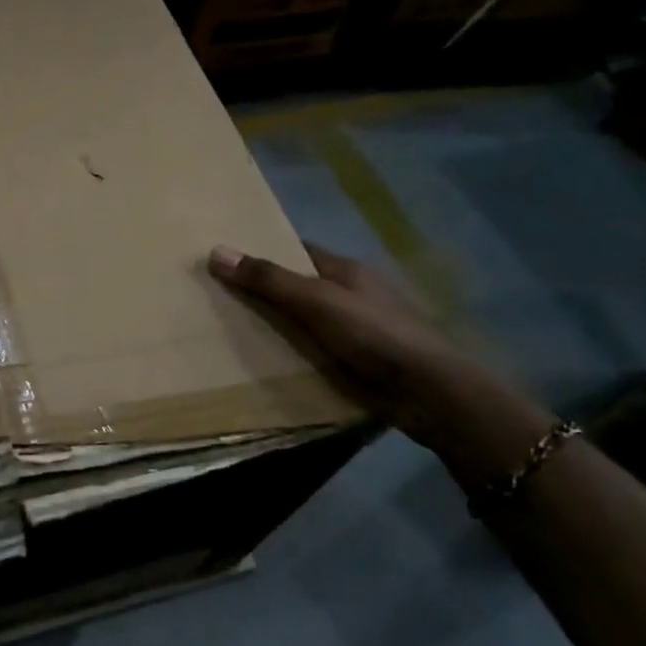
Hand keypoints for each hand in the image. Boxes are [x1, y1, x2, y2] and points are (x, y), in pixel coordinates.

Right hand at [208, 243, 554, 479]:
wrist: (430, 394)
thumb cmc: (375, 333)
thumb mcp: (316, 300)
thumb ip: (268, 279)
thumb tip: (216, 251)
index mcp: (345, 271)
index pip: (296, 252)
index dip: (262, 252)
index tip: (224, 259)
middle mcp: (350, 295)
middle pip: (297, 287)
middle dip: (262, 292)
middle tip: (214, 297)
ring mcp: (355, 330)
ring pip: (303, 321)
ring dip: (274, 327)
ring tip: (226, 331)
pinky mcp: (356, 362)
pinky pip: (312, 351)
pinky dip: (290, 354)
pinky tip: (262, 363)